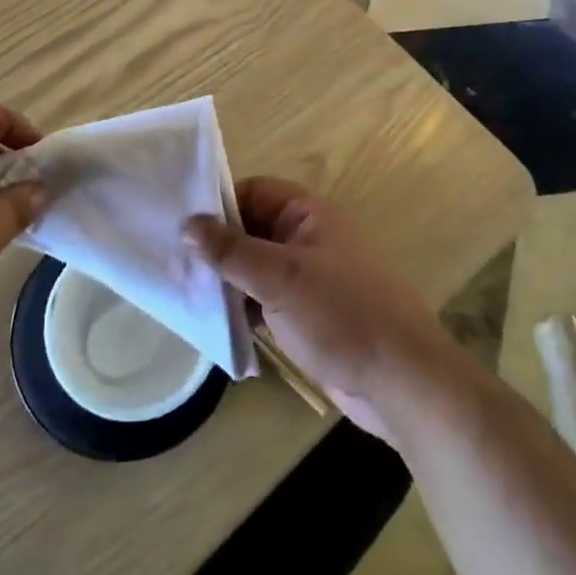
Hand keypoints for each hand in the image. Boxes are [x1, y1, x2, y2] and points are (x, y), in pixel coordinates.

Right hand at [185, 178, 455, 442]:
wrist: (401, 382)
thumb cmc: (341, 315)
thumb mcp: (279, 277)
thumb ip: (230, 250)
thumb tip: (187, 225)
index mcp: (308, 213)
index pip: (252, 192)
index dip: (218, 205)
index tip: (178, 227)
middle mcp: (307, 237)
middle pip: (251, 229)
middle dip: (216, 246)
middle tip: (174, 264)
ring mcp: (308, 277)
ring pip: (255, 267)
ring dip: (227, 280)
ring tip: (185, 294)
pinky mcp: (307, 313)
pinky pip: (265, 298)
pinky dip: (242, 306)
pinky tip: (215, 321)